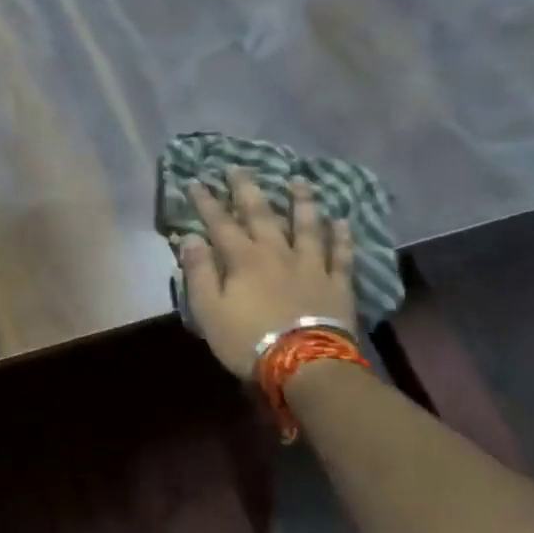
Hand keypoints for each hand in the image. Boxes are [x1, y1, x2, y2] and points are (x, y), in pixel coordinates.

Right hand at [179, 172, 356, 378]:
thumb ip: (199, 272)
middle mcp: (277, 252)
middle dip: (247, 189)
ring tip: (298, 180)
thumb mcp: (208, 310)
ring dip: (301, 201)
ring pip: (307, 226)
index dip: (206, 201)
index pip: (219, 223)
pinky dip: (342, 237)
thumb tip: (191, 238)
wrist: (305, 365)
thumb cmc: (248, 340)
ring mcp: (311, 266)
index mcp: (243, 259)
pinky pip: (341, 255)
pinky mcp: (337, 284)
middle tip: (239, 167)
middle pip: (261, 214)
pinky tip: (342, 221)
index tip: (196, 181)